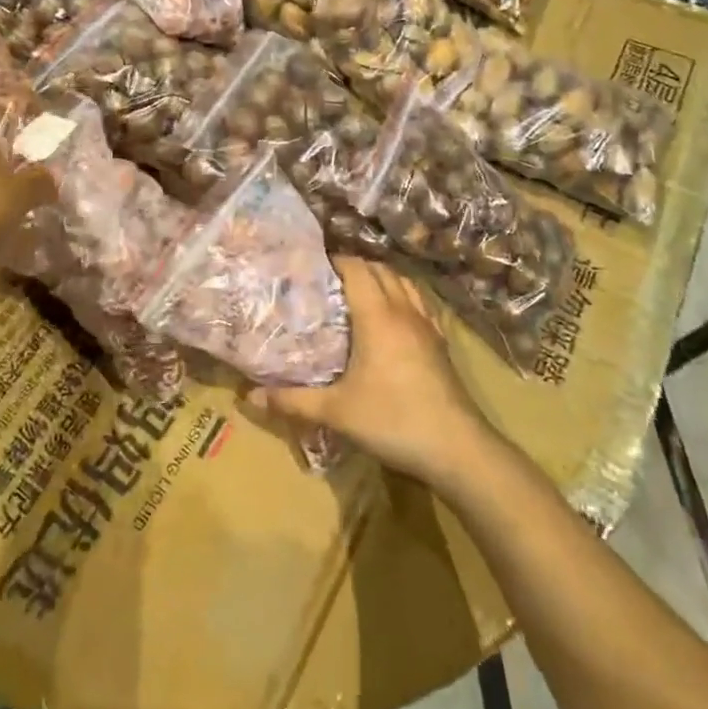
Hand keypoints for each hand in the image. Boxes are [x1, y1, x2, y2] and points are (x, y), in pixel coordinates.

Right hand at [251, 259, 493, 483]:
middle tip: (327, 282)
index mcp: (377, 316)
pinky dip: (404, 297)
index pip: (356, 268)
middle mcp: (403, 311)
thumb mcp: (336, 412)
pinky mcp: (441, 344)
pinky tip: (393, 318)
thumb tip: (250, 396)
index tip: (311, 267)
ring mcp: (427, 326)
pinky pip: (420, 304)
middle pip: (380, 270)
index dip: (335, 260)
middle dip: (354, 267)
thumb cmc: (393, 420)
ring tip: (358, 293)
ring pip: (404, 284)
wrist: (457, 448)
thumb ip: (293, 401)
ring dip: (381, 279)